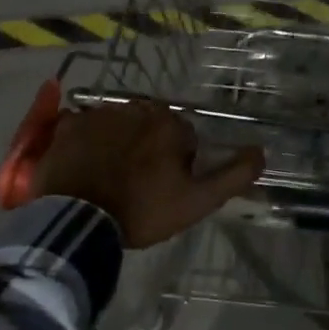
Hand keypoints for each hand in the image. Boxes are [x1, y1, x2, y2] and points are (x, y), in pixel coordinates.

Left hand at [31, 100, 264, 248]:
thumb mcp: (198, 201)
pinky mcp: (67, 125)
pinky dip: (86, 140)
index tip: (165, 189)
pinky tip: (84, 165)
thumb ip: (234, 175)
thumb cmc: (142, 211)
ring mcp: (98, 114)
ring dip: (118, 143)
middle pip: (149, 126)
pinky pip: (83, 125)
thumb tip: (261, 152)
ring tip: (109, 177)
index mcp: (168, 124)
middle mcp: (135, 108)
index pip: (183, 137)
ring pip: (118, 124)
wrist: (78, 221)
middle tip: (137, 184)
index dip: (178, 164)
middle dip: (148, 148)